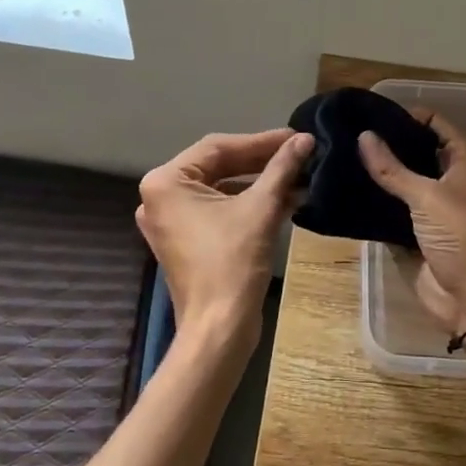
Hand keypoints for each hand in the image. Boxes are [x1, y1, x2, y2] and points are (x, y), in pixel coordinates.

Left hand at [137, 128, 312, 353]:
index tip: (296, 137)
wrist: (219, 328)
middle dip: (260, 161)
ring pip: (220, 188)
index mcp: (166, 182)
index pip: (218, 147)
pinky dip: (247, 203)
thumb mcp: (261, 208)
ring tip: (298, 175)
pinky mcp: (185, 240)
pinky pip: (217, 209)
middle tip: (299, 152)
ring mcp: (170, 220)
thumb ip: (281, 168)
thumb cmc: (232, 263)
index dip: (261, 141)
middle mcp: (161, 197)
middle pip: (217, 165)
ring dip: (258, 182)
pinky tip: (284, 199)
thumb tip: (305, 139)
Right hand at [358, 113, 465, 331]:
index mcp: (463, 160)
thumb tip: (363, 136)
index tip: (371, 112)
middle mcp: (449, 177)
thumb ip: (392, 168)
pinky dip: (375, 200)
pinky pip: (392, 207)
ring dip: (379, 172)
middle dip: (388, 143)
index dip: (407, 115)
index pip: (435, 123)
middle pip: (416, 150)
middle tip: (349, 133)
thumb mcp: (426, 197)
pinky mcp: (416, 230)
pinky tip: (347, 189)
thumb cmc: (460, 235)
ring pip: (402, 180)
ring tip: (341, 156)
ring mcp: (432, 205)